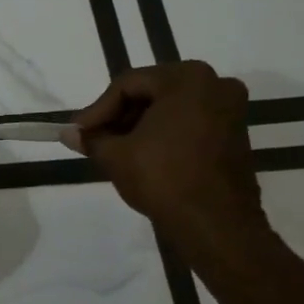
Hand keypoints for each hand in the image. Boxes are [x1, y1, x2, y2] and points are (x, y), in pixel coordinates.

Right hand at [61, 62, 268, 257]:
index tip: (79, 132)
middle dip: (119, 116)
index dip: (98, 109)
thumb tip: (68, 133)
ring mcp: (230, 110)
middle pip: (151, 92)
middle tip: (95, 139)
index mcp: (187, 78)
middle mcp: (215, 84)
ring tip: (115, 149)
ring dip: (140, 125)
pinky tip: (143, 154)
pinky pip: (190, 123)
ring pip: (171, 108)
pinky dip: (164, 134)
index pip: (128, 85)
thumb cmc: (163, 178)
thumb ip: (91, 138)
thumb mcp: (115, 155)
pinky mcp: (235, 135)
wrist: (215, 224)